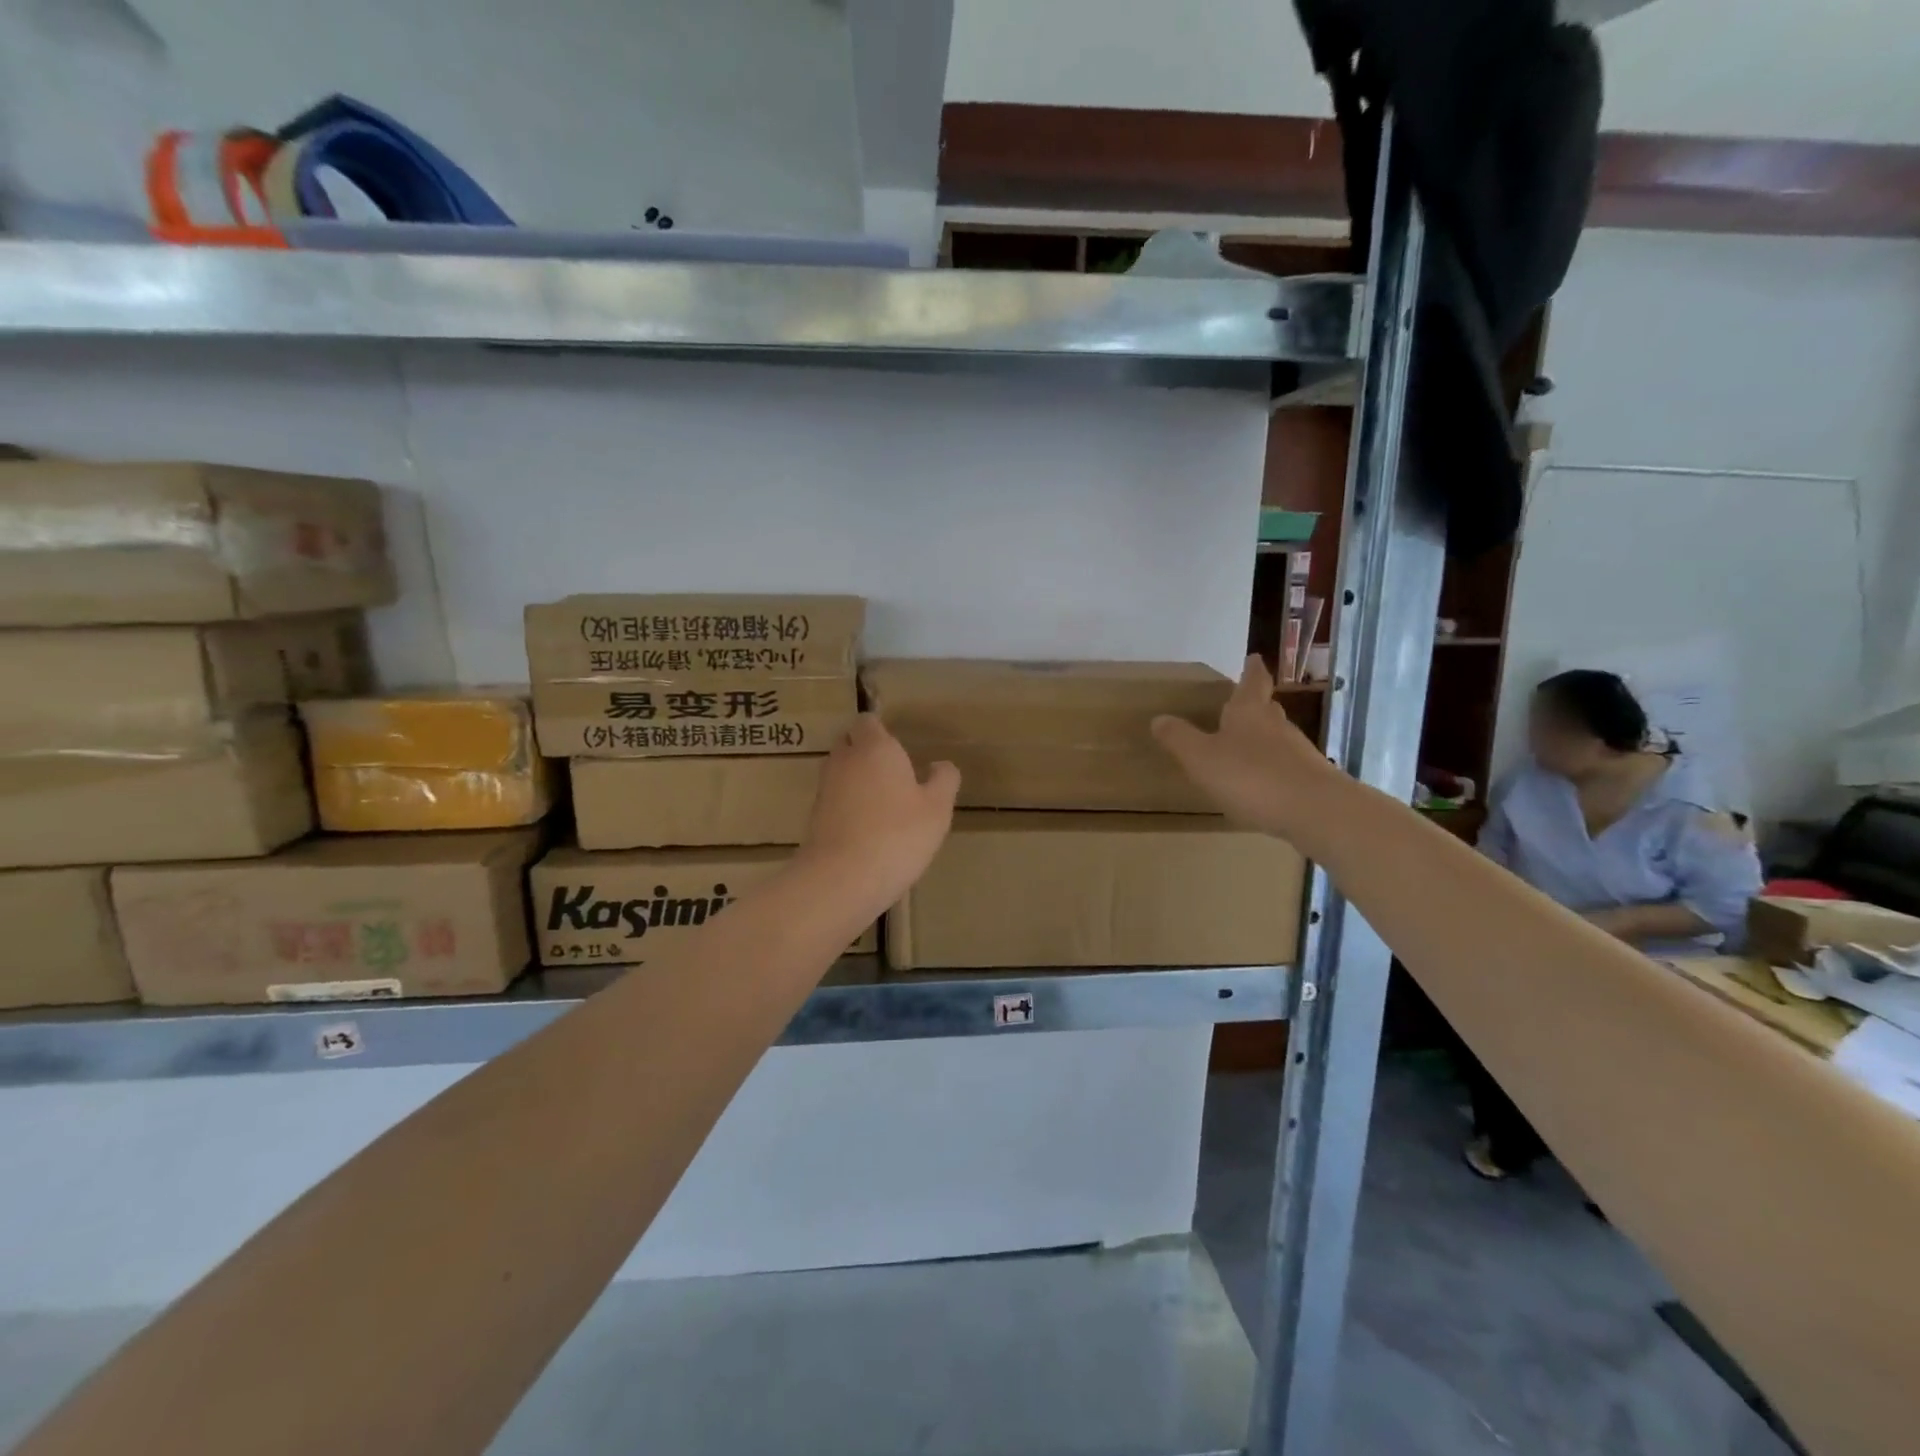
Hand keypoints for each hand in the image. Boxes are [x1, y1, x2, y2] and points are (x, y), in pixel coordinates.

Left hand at [799, 714, 959, 910]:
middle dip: (865, 751)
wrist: (842, 878)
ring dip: (855, 779)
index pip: (867, 721)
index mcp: (876, 748)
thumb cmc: (898, 835)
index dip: (880, 731)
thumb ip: (943, 780)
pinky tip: (866, 827)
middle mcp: (845, 760)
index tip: (899, 748)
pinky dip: (847, 805)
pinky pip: (834, 798)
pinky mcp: (814, 816)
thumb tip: (941, 765)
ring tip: (881, 802)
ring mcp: (825, 788)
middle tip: (892, 773)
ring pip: (839, 771)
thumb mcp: (937, 809)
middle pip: (849, 742)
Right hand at [1152, 656, 1342, 841]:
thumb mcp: (1201, 758)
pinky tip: (1262, 783)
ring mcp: (1298, 752)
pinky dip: (1273, 768)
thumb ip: (1180, 738)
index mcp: (1249, 713)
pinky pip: (1286, 766)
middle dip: (1255, 705)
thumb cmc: (1251, 777)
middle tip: (1242, 703)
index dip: (1251, 670)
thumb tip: (1159, 718)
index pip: (1252, 682)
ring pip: (1277, 737)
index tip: (1254, 657)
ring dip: (1263, 738)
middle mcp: (1276, 725)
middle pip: (1266, 708)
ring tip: (1245, 747)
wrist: (1316, 811)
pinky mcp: (1311, 779)